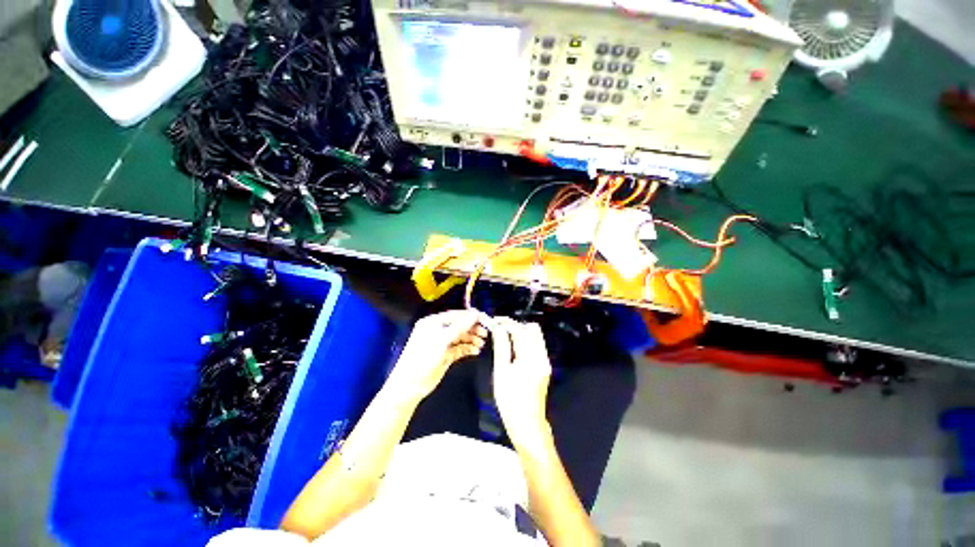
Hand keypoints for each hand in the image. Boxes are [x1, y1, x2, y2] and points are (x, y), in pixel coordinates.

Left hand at [386, 310, 487, 402]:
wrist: (409, 385)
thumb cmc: (423, 358)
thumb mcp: (442, 340)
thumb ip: (459, 327)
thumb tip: (475, 314)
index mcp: (433, 322)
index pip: (456, 315)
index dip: (471, 316)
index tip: (486, 319)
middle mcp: (438, 330)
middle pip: (460, 325)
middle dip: (473, 328)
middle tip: (486, 333)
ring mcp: (442, 343)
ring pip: (461, 337)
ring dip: (472, 339)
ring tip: (481, 344)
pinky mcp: (446, 355)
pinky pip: (460, 348)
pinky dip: (468, 348)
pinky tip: (476, 351)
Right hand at [489, 317, 552, 448]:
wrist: (527, 423)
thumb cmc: (510, 400)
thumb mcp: (501, 372)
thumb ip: (501, 346)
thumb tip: (498, 328)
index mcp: (532, 357)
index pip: (521, 330)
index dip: (507, 323)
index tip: (494, 321)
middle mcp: (542, 356)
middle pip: (532, 329)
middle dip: (515, 325)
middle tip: (499, 329)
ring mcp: (545, 361)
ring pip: (535, 336)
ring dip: (519, 332)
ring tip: (503, 336)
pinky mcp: (543, 365)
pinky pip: (535, 345)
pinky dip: (524, 341)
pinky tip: (511, 347)